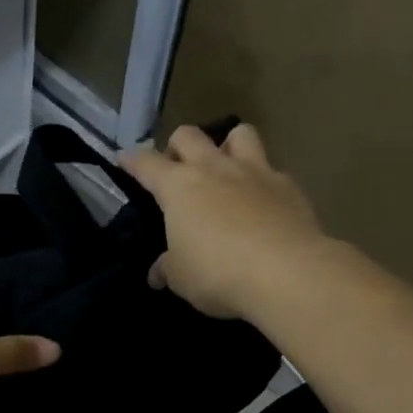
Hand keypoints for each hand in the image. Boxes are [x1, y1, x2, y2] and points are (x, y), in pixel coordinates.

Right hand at [120, 123, 326, 319]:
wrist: (288, 272)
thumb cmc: (219, 273)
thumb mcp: (182, 278)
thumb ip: (168, 268)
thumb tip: (158, 273)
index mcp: (179, 187)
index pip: (146, 163)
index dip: (132, 160)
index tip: (124, 158)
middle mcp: (215, 168)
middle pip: (189, 135)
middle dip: (178, 145)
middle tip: (178, 166)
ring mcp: (256, 172)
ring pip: (240, 134)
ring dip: (229, 145)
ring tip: (227, 167)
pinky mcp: (289, 186)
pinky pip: (272, 170)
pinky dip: (264, 181)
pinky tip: (264, 203)